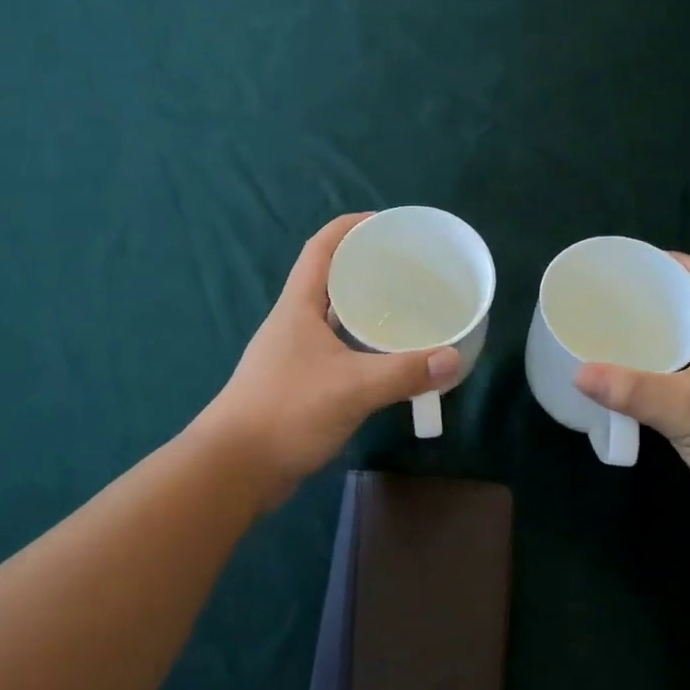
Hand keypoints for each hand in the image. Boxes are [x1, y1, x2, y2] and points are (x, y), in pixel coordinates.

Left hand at [199, 213, 460, 508]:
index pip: (321, 248)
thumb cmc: (287, 411)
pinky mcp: (298, 381)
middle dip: (365, 265)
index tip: (385, 222)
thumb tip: (454, 358)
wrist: (235, 468)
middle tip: (408, 268)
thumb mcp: (352, 388)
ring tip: (405, 307)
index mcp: (298, 306)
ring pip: (333, 315)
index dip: (350, 227)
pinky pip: (335, 347)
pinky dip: (360, 343)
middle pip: (329, 278)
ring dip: (364, 306)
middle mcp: (294, 321)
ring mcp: (293, 352)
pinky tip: (385, 357)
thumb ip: (404, 372)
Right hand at [574, 253, 689, 543]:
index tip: (640, 260)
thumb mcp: (686, 407)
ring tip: (616, 335)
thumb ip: (632, 390)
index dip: (680, 264)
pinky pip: (687, 384)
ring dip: (660, 340)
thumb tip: (578, 372)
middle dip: (661, 301)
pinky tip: (634, 387)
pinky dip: (660, 378)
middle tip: (616, 298)